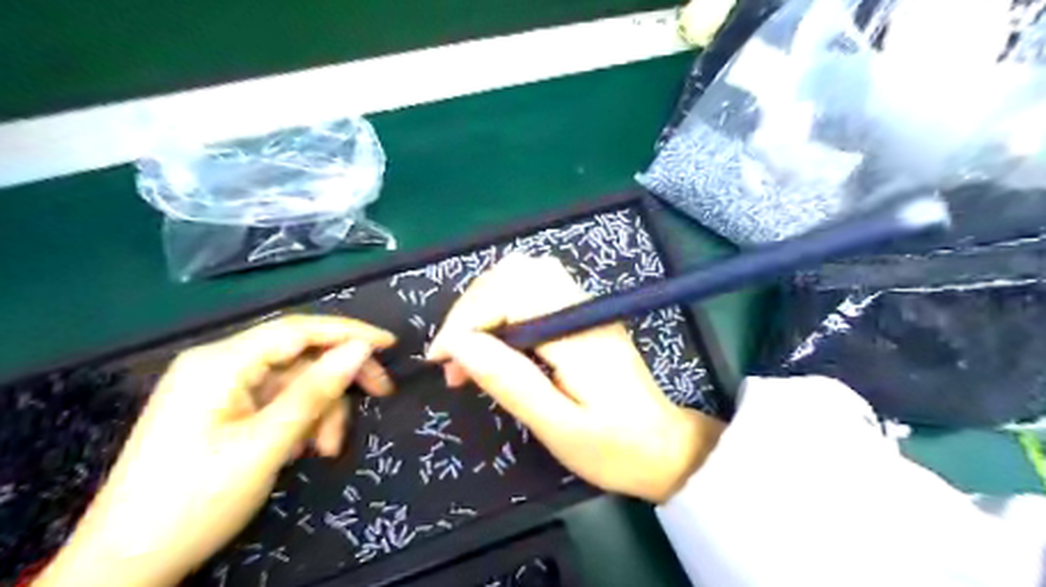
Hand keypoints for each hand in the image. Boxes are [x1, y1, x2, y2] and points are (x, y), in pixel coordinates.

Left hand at [36, 317, 392, 586]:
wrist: (124, 569)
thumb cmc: (193, 503)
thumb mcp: (265, 446)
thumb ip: (315, 392)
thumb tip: (361, 349)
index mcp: (219, 363)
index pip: (298, 329)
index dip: (349, 332)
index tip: (391, 344)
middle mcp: (218, 366)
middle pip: (300, 356)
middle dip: (338, 381)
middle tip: (381, 395)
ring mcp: (219, 389)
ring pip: (294, 383)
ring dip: (320, 411)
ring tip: (325, 450)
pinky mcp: (222, 412)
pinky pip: (277, 403)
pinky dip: (299, 422)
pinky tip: (302, 451)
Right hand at [429, 255, 724, 503]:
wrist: (665, 447)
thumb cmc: (615, 447)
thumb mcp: (559, 427)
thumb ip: (510, 382)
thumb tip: (458, 346)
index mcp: (577, 332)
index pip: (510, 294)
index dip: (466, 319)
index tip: (440, 360)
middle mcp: (581, 306)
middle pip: (513, 273)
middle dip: (471, 309)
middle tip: (452, 359)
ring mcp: (583, 305)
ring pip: (521, 276)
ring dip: (484, 306)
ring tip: (468, 352)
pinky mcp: (581, 313)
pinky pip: (533, 290)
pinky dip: (502, 308)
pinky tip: (494, 343)